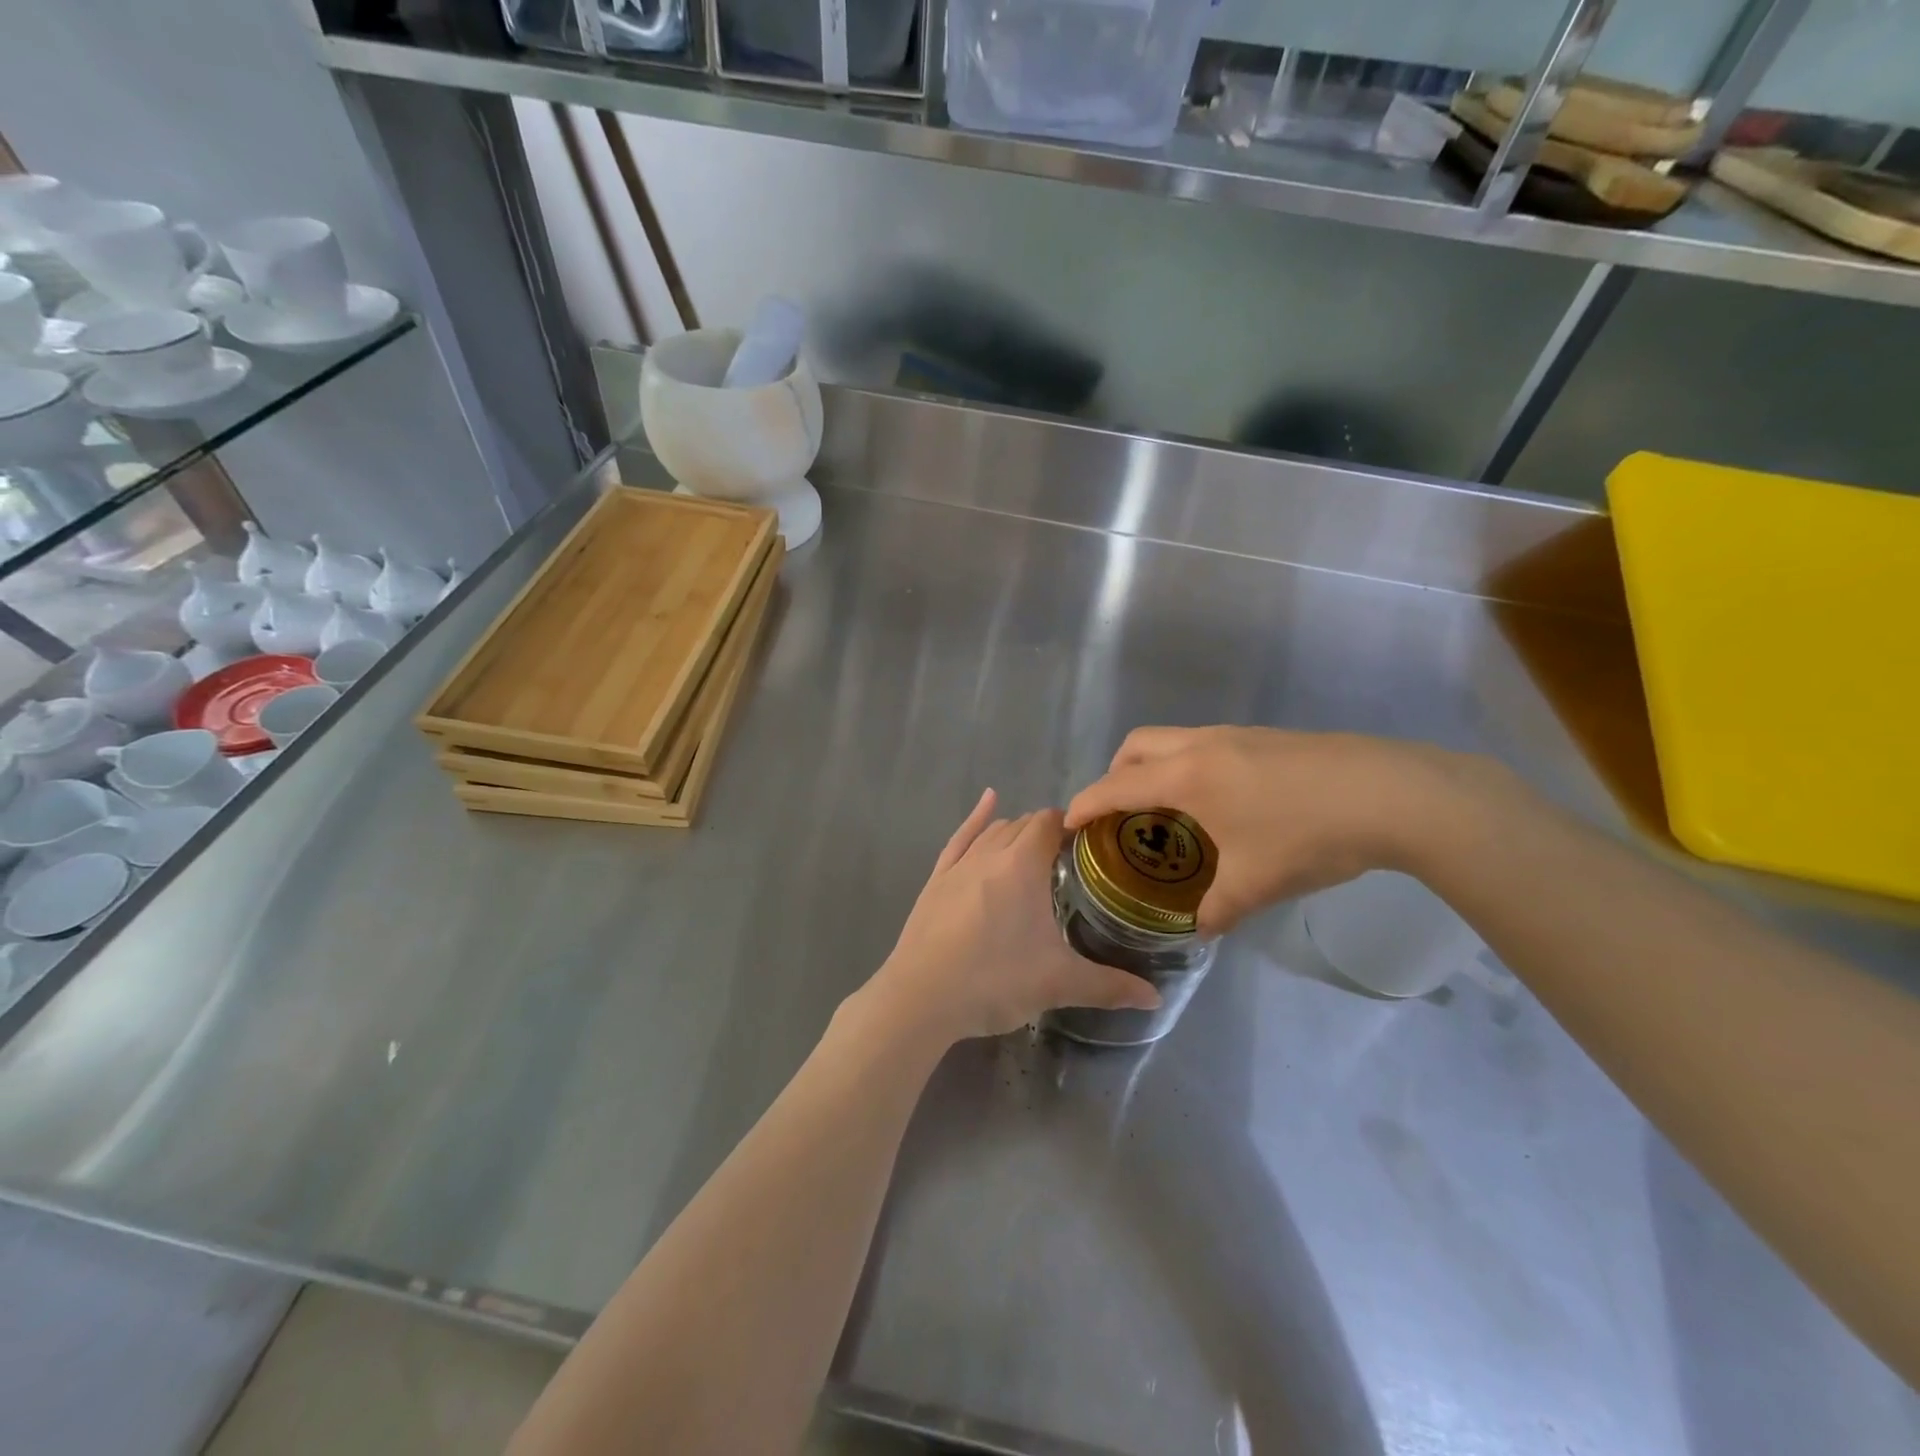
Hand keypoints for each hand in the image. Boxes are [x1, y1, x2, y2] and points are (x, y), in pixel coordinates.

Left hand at [862, 789, 1162, 1043]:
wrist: (921, 998)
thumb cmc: (994, 981)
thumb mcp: (1058, 984)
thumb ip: (1109, 986)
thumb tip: (1156, 999)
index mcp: (1023, 865)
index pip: (1050, 822)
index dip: (1071, 825)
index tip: (1091, 842)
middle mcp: (990, 853)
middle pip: (1023, 824)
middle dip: (1047, 831)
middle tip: (1070, 858)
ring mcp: (959, 865)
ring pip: (993, 830)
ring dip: (1016, 830)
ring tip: (1035, 847)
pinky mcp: (936, 879)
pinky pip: (959, 838)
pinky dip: (975, 818)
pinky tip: (987, 802)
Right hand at [1065, 727, 1481, 934]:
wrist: (1392, 794)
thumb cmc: (1309, 836)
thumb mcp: (1256, 883)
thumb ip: (1216, 910)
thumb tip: (1198, 930)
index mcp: (1186, 777)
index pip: (1117, 786)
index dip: (1086, 804)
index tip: (1067, 822)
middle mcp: (1202, 746)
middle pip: (1137, 745)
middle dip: (1115, 774)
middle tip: (1119, 813)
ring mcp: (1236, 735)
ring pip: (1172, 739)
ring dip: (1154, 767)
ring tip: (1167, 811)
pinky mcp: (1266, 737)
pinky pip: (1205, 745)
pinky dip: (1188, 766)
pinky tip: (1220, 804)